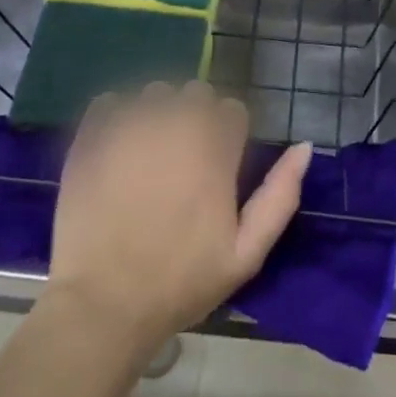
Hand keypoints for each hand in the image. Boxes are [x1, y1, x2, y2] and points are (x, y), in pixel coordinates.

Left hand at [47, 81, 310, 356]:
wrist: (103, 303)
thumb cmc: (180, 282)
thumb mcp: (246, 253)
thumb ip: (280, 195)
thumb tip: (304, 147)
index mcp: (214, 149)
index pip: (232, 110)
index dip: (229, 135)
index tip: (219, 164)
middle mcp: (174, 125)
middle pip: (196, 93)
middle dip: (196, 117)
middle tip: (184, 160)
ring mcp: (129, 127)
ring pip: (154, 93)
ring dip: (158, 113)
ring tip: (149, 154)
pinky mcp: (91, 136)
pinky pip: (110, 101)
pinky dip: (117, 116)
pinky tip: (117, 148)